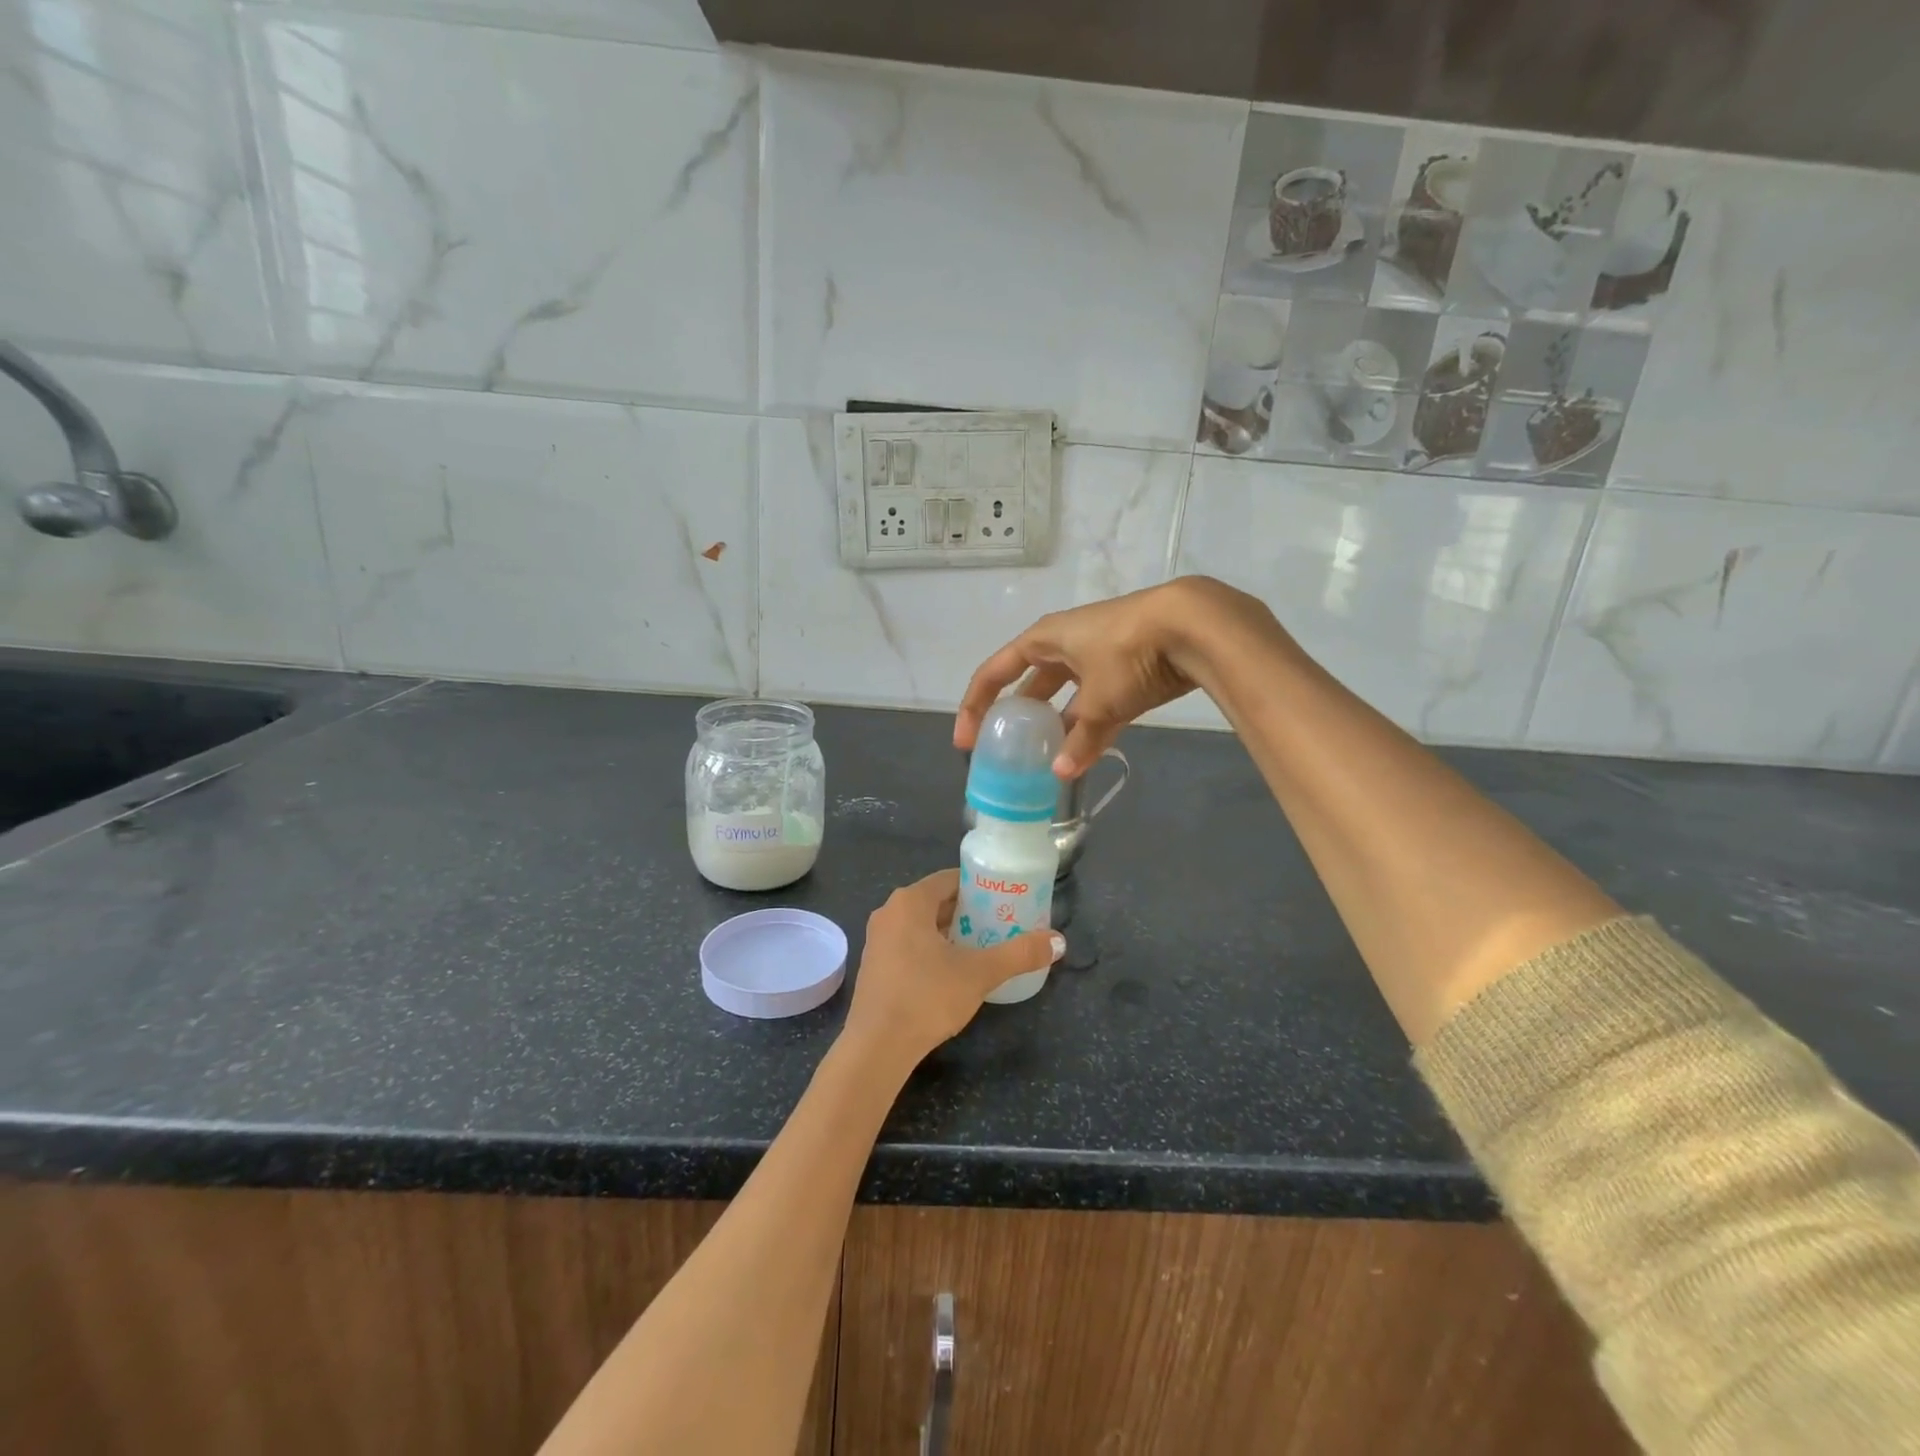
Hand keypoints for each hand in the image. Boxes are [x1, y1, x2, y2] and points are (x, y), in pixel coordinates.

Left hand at [843, 870, 1064, 1069]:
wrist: (877, 1047)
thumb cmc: (927, 997)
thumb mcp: (980, 973)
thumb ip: (1019, 954)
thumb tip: (1059, 942)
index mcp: (910, 901)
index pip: (950, 879)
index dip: (980, 886)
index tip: (1005, 898)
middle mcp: (889, 912)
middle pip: (936, 900)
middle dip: (968, 910)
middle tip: (1000, 923)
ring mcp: (878, 939)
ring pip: (922, 924)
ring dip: (950, 931)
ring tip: (983, 945)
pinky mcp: (875, 965)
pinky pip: (909, 943)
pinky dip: (932, 948)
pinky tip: (953, 969)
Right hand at [955, 576, 1287, 775]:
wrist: (1194, 626)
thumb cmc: (1129, 653)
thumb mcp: (1100, 702)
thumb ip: (1080, 739)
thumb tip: (1062, 773)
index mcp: (1044, 640)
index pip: (994, 672)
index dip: (975, 705)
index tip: (967, 741)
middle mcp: (1065, 643)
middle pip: (1028, 683)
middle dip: (1017, 716)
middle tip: (1005, 750)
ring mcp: (1096, 654)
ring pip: (1065, 695)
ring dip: (1056, 725)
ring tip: (1044, 758)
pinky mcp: (1126, 667)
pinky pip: (1095, 699)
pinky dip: (1088, 724)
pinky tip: (1084, 752)